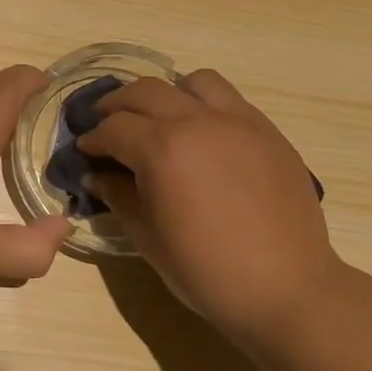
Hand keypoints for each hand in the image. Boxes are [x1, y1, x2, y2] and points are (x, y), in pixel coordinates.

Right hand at [78, 69, 339, 340]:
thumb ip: (119, 196)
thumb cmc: (207, 271)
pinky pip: (229, 99)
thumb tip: (98, 175)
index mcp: (162, 149)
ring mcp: (237, 121)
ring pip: (193, 82)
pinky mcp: (267, 131)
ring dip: (167, 94)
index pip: (114, 127)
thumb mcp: (148, 238)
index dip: (93, 138)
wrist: (286, 289)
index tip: (85, 150)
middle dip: (117, 105)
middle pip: (145, 91)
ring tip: (162, 119)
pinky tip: (203, 135)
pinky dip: (205, 105)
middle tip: (107, 124)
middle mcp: (197, 122)